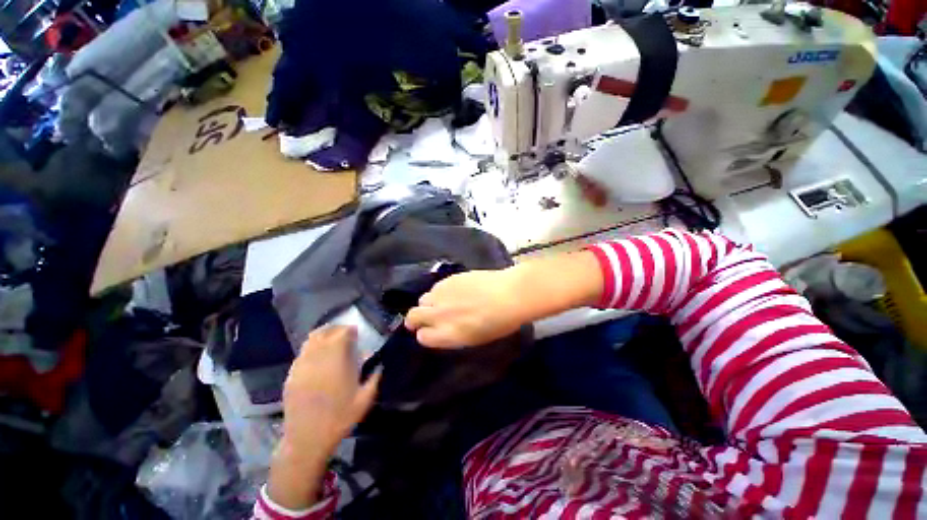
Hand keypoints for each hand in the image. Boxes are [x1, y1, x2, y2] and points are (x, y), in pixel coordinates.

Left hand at [281, 325, 380, 457]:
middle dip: (336, 329)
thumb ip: (374, 377)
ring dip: (322, 336)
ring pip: (310, 340)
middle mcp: (317, 359)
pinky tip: (318, 357)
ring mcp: (301, 367)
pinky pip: (302, 353)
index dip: (349, 330)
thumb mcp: (364, 400)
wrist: (306, 440)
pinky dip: (311, 348)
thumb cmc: (339, 418)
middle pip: (324, 332)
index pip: (341, 334)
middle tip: (345, 334)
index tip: (356, 333)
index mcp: (336, 362)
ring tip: (331, 341)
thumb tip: (379, 363)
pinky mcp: (291, 376)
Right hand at [405, 269, 527, 347]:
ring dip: (429, 303)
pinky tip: (454, 291)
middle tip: (425, 317)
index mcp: (447, 334)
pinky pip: (436, 287)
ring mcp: (442, 295)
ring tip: (443, 303)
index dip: (426, 334)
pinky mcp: (448, 279)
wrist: (509, 294)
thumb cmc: (499, 323)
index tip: (431, 332)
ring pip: (423, 299)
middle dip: (415, 319)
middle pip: (413, 316)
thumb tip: (441, 330)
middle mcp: (439, 314)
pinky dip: (440, 292)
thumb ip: (452, 335)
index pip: (423, 337)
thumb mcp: (474, 338)